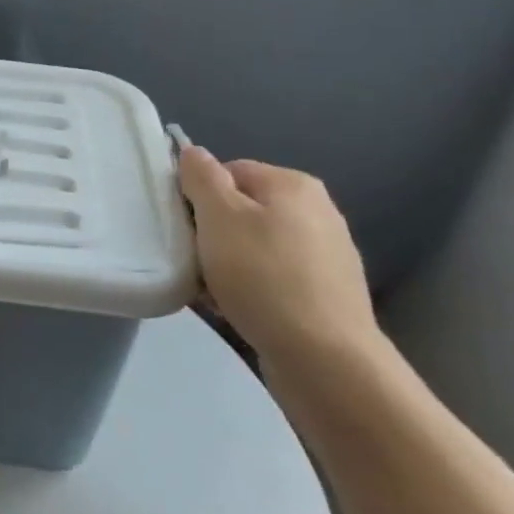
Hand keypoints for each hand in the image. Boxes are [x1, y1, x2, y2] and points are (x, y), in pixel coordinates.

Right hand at [177, 146, 378, 371]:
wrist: (325, 360)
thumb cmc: (264, 276)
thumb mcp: (219, 216)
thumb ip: (201, 177)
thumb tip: (193, 152)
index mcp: (293, 184)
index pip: (228, 171)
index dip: (200, 196)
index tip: (187, 227)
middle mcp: (317, 211)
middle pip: (242, 209)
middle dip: (213, 233)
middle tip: (196, 260)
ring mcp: (327, 255)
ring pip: (255, 246)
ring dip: (228, 264)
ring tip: (212, 290)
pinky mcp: (327, 294)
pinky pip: (274, 278)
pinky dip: (251, 288)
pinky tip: (237, 309)